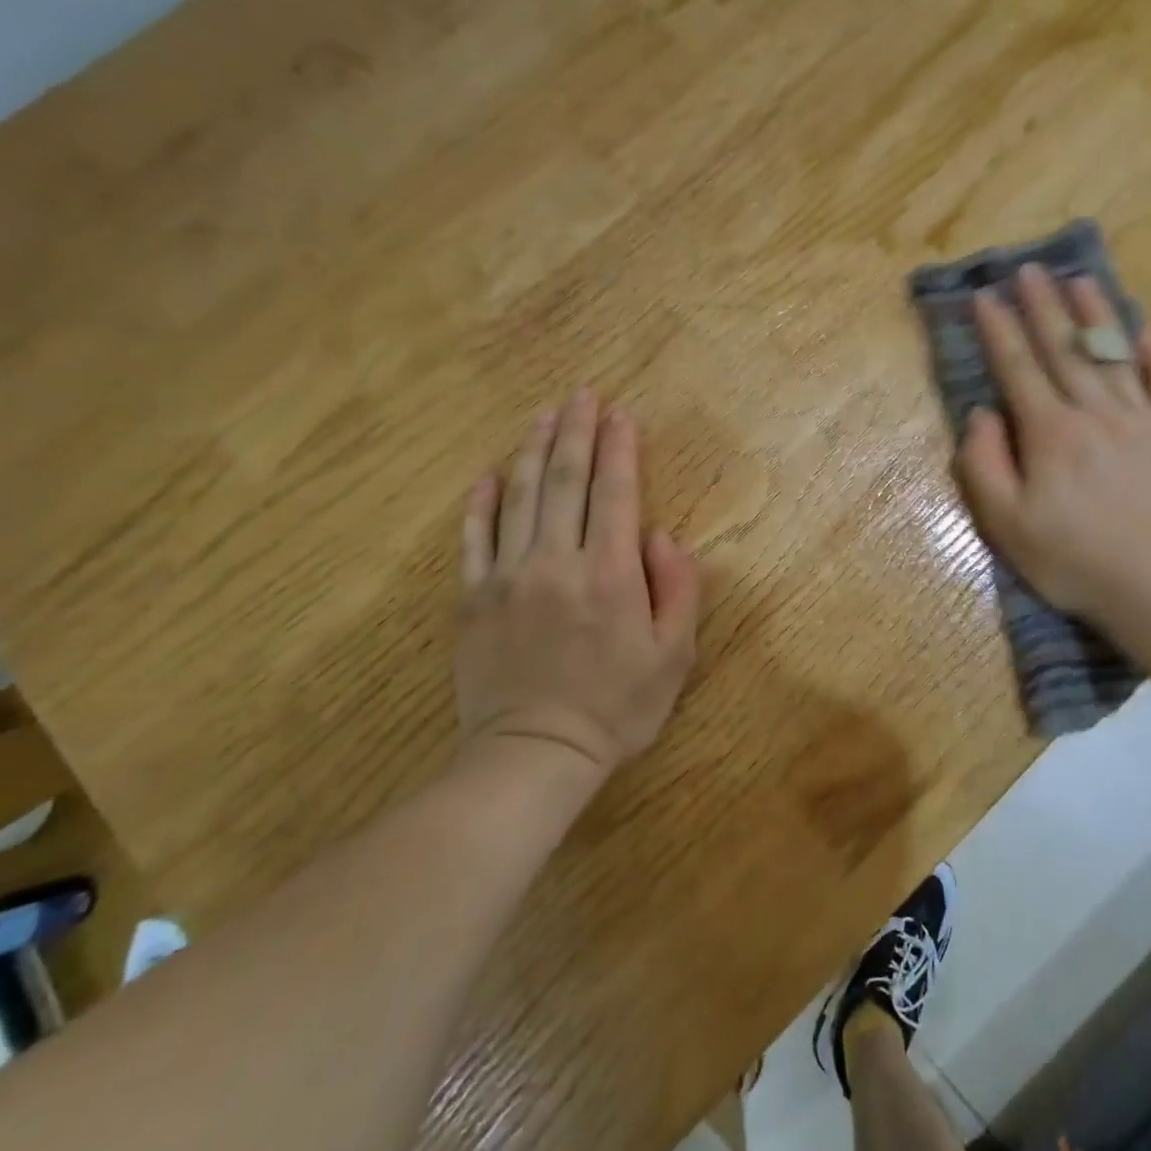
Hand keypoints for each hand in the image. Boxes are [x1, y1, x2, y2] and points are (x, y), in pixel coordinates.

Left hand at [454, 388, 701, 777]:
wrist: (534, 755)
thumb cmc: (616, 708)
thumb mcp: (674, 656)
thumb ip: (678, 589)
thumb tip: (664, 535)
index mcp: (610, 573)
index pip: (615, 492)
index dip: (619, 448)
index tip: (621, 414)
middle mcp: (557, 561)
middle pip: (565, 481)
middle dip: (576, 432)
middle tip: (582, 395)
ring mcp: (508, 576)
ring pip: (519, 497)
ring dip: (532, 450)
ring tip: (543, 415)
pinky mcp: (473, 598)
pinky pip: (474, 538)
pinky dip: (480, 503)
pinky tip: (487, 475)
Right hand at [954, 263, 1150, 637]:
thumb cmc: (1073, 561)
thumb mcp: (1006, 524)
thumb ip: (984, 464)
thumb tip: (982, 413)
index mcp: (1050, 433)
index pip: (1018, 367)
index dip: (999, 329)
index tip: (984, 296)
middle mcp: (1095, 413)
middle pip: (1065, 349)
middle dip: (1042, 306)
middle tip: (1028, 269)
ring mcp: (1142, 421)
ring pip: (1113, 355)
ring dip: (1094, 314)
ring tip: (1079, 279)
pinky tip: (1144, 331)